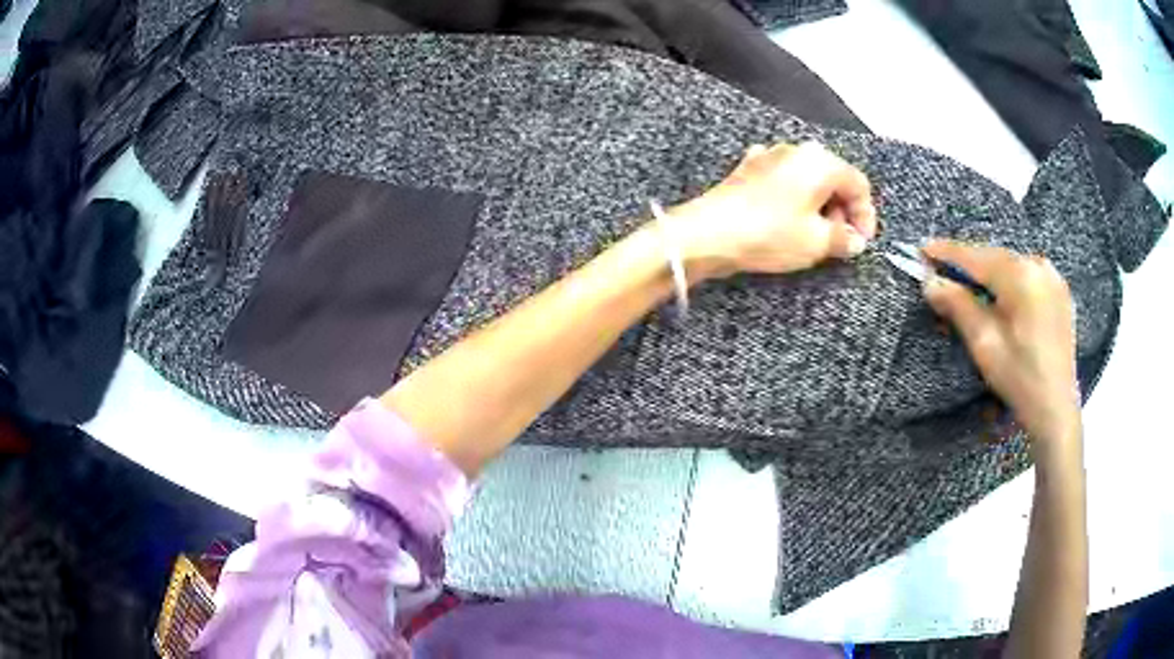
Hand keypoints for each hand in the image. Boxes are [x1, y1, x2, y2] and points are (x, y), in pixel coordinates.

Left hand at [668, 141, 877, 281]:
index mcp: (819, 161)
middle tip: (839, 241)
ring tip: (814, 235)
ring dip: (818, 206)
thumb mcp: (816, 242)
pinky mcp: (748, 169)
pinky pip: (783, 181)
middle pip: (834, 178)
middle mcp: (796, 150)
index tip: (861, 242)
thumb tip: (854, 241)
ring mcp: (769, 156)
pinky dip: (793, 199)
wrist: (709, 233)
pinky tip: (788, 219)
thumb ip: (843, 239)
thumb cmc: (769, 233)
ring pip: (808, 179)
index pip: (858, 184)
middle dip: (842, 210)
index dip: (865, 215)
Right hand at [921, 240, 1081, 449]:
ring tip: (969, 281)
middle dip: (968, 262)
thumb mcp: (984, 344)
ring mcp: (1052, 276)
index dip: (947, 252)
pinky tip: (1000, 293)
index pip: (976, 257)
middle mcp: (1038, 265)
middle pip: (994, 257)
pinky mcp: (1060, 290)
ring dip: (989, 271)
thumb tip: (930, 281)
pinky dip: (1009, 279)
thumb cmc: (1019, 378)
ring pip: (1011, 264)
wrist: (1056, 407)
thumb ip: (958, 306)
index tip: (922, 248)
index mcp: (1020, 276)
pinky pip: (1027, 274)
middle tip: (942, 269)